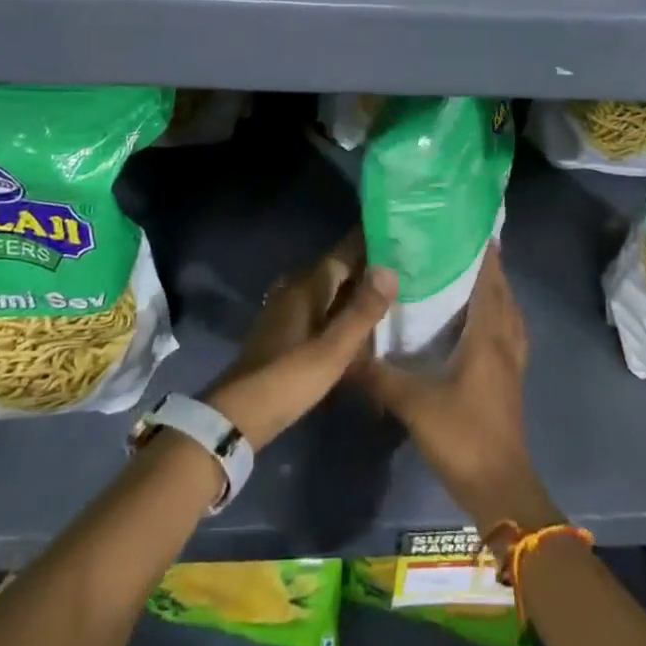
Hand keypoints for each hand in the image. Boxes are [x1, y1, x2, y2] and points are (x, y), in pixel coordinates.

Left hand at [206, 234, 396, 451]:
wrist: (239, 415)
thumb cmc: (289, 378)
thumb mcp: (333, 349)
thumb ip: (362, 310)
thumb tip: (390, 269)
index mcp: (307, 285)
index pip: (344, 250)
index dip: (371, 240)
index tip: (400, 230)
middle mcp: (296, 288)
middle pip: (338, 269)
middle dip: (368, 264)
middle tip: (406, 262)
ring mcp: (288, 310)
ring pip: (330, 290)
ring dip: (356, 288)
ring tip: (391, 290)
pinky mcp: (286, 331)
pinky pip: (322, 308)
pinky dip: (343, 309)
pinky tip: (360, 322)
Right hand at [358, 245, 559, 534]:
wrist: (499, 487)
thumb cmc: (462, 435)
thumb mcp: (414, 403)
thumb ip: (380, 376)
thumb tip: (348, 353)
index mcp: (488, 337)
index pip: (490, 283)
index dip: (485, 255)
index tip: (472, 229)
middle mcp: (505, 343)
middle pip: (503, 294)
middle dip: (490, 268)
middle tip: (463, 247)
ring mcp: (512, 363)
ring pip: (510, 315)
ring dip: (497, 293)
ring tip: (471, 278)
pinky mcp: (510, 382)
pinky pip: (508, 335)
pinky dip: (498, 318)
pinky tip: (477, 324)